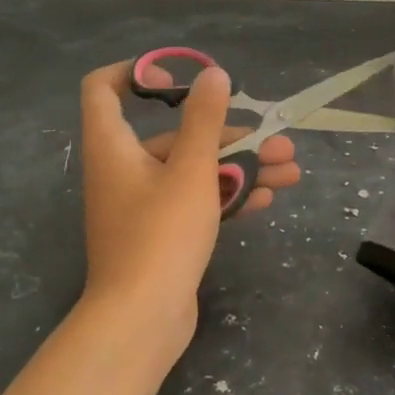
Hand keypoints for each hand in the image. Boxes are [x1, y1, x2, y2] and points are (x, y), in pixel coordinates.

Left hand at [78, 61, 300, 345]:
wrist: (142, 321)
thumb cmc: (161, 236)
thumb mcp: (191, 171)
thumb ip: (205, 120)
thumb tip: (214, 75)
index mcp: (113, 146)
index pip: (104, 88)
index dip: (136, 73)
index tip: (180, 80)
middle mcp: (123, 169)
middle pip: (174, 135)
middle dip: (229, 135)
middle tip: (278, 140)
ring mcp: (142, 205)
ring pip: (193, 171)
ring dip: (240, 168)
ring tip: (291, 172)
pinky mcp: (161, 233)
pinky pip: (194, 201)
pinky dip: (226, 197)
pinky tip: (267, 200)